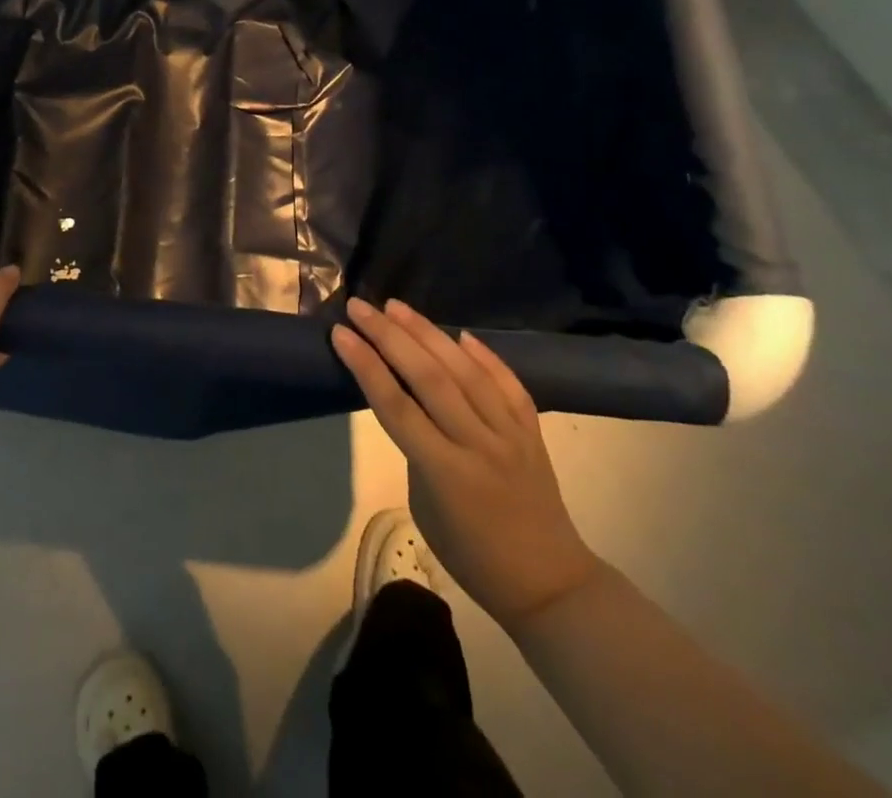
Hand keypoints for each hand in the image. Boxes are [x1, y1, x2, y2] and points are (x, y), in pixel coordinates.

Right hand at [333, 298, 601, 629]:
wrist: (550, 584)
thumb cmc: (471, 555)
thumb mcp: (424, 505)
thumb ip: (415, 449)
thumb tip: (409, 404)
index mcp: (445, 472)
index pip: (396, 406)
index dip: (365, 365)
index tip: (340, 333)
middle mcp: (478, 444)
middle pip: (428, 377)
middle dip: (389, 336)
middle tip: (360, 307)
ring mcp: (510, 435)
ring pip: (465, 371)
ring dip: (427, 333)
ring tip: (397, 306)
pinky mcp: (533, 432)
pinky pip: (508, 384)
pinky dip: (484, 356)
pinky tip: (460, 334)